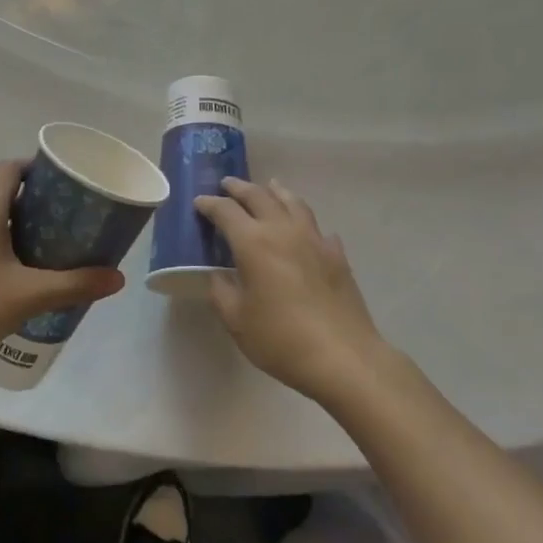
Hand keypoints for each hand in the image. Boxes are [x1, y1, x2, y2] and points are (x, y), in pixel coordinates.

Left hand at [0, 160, 125, 379]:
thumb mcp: (28, 298)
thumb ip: (74, 285)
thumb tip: (117, 277)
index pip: (9, 169)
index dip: (36, 167)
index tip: (63, 181)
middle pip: (1, 196)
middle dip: (35, 205)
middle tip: (67, 222)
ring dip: (16, 230)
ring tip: (46, 253)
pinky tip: (12, 281)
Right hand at [194, 177, 385, 402]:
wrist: (343, 357)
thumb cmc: (281, 339)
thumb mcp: (237, 320)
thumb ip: (222, 291)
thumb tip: (219, 275)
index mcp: (253, 242)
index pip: (226, 211)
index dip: (209, 204)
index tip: (199, 202)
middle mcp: (283, 230)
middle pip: (259, 196)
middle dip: (239, 188)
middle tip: (227, 184)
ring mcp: (314, 239)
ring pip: (292, 202)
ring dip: (275, 192)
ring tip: (268, 187)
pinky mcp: (336, 254)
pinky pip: (316, 227)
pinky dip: (304, 221)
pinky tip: (304, 230)